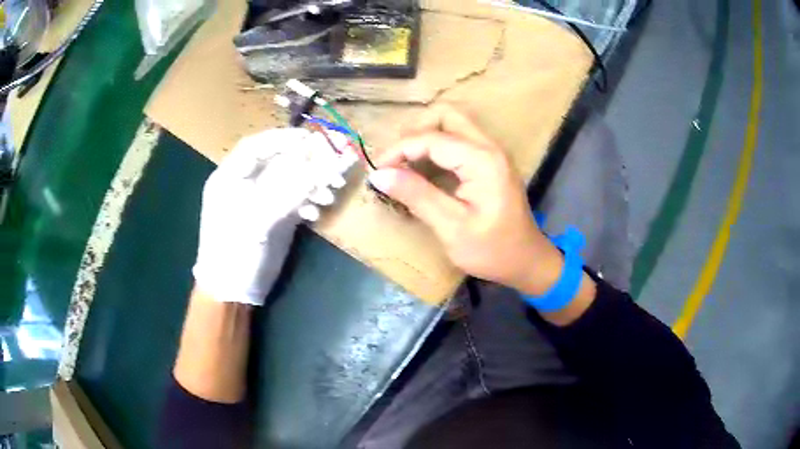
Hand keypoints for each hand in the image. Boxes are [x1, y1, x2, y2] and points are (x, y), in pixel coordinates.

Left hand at [192, 128, 356, 304]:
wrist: (232, 291)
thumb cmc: (234, 252)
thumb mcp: (258, 218)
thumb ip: (292, 190)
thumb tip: (328, 164)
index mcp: (231, 177)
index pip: (257, 146)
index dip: (284, 138)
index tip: (312, 138)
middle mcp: (246, 184)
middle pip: (279, 161)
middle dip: (307, 162)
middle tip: (334, 164)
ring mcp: (261, 200)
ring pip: (291, 180)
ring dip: (313, 183)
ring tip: (331, 191)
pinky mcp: (274, 217)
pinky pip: (296, 199)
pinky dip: (309, 200)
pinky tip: (318, 210)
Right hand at [367, 105, 563, 295]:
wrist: (526, 261)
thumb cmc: (492, 250)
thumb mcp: (451, 228)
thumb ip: (417, 196)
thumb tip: (379, 174)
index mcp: (482, 160)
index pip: (432, 138)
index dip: (399, 149)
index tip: (377, 170)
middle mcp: (489, 147)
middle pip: (446, 114)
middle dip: (415, 131)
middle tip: (395, 160)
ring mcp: (491, 152)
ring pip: (452, 124)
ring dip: (425, 137)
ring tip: (404, 165)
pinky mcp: (489, 162)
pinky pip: (458, 140)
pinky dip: (436, 148)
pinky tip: (423, 170)